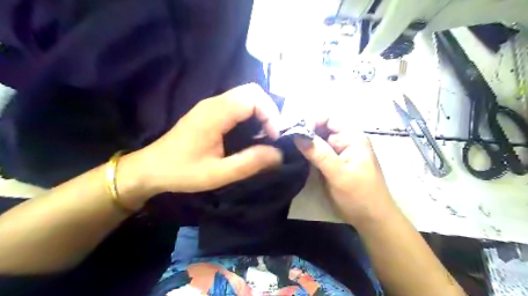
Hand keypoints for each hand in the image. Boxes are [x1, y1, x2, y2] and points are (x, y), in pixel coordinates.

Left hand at [125, 83, 283, 197]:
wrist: (151, 168)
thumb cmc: (183, 172)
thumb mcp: (219, 174)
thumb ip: (250, 162)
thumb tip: (278, 154)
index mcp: (215, 114)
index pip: (253, 97)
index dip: (270, 114)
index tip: (274, 138)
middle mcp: (213, 103)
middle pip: (251, 92)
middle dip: (268, 111)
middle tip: (271, 135)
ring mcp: (210, 105)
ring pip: (245, 96)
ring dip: (260, 113)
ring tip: (263, 136)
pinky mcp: (209, 111)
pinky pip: (237, 104)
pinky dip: (250, 114)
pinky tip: (249, 134)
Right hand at [293, 119, 395, 225]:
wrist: (371, 219)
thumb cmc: (360, 196)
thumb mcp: (339, 174)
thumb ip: (319, 153)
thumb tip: (296, 133)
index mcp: (352, 137)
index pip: (329, 118)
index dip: (312, 120)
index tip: (296, 132)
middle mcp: (345, 140)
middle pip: (322, 128)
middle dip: (305, 131)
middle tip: (286, 139)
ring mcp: (338, 152)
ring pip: (318, 140)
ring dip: (304, 142)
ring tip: (287, 146)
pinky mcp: (332, 163)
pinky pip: (317, 152)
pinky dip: (307, 152)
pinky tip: (295, 155)